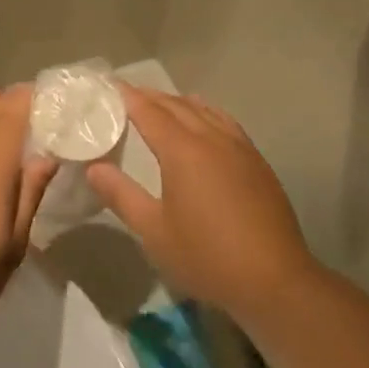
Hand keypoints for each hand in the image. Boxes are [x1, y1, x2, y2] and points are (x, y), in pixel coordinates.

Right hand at [87, 85, 315, 317]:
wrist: (274, 281)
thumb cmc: (206, 257)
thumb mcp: (154, 231)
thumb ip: (121, 195)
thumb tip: (94, 167)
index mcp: (183, 150)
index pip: (149, 111)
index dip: (127, 96)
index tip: (109, 86)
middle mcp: (212, 138)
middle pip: (177, 105)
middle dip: (151, 96)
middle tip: (127, 94)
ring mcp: (239, 148)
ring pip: (204, 110)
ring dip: (179, 102)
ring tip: (161, 104)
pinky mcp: (257, 162)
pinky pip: (225, 122)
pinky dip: (206, 113)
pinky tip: (205, 123)